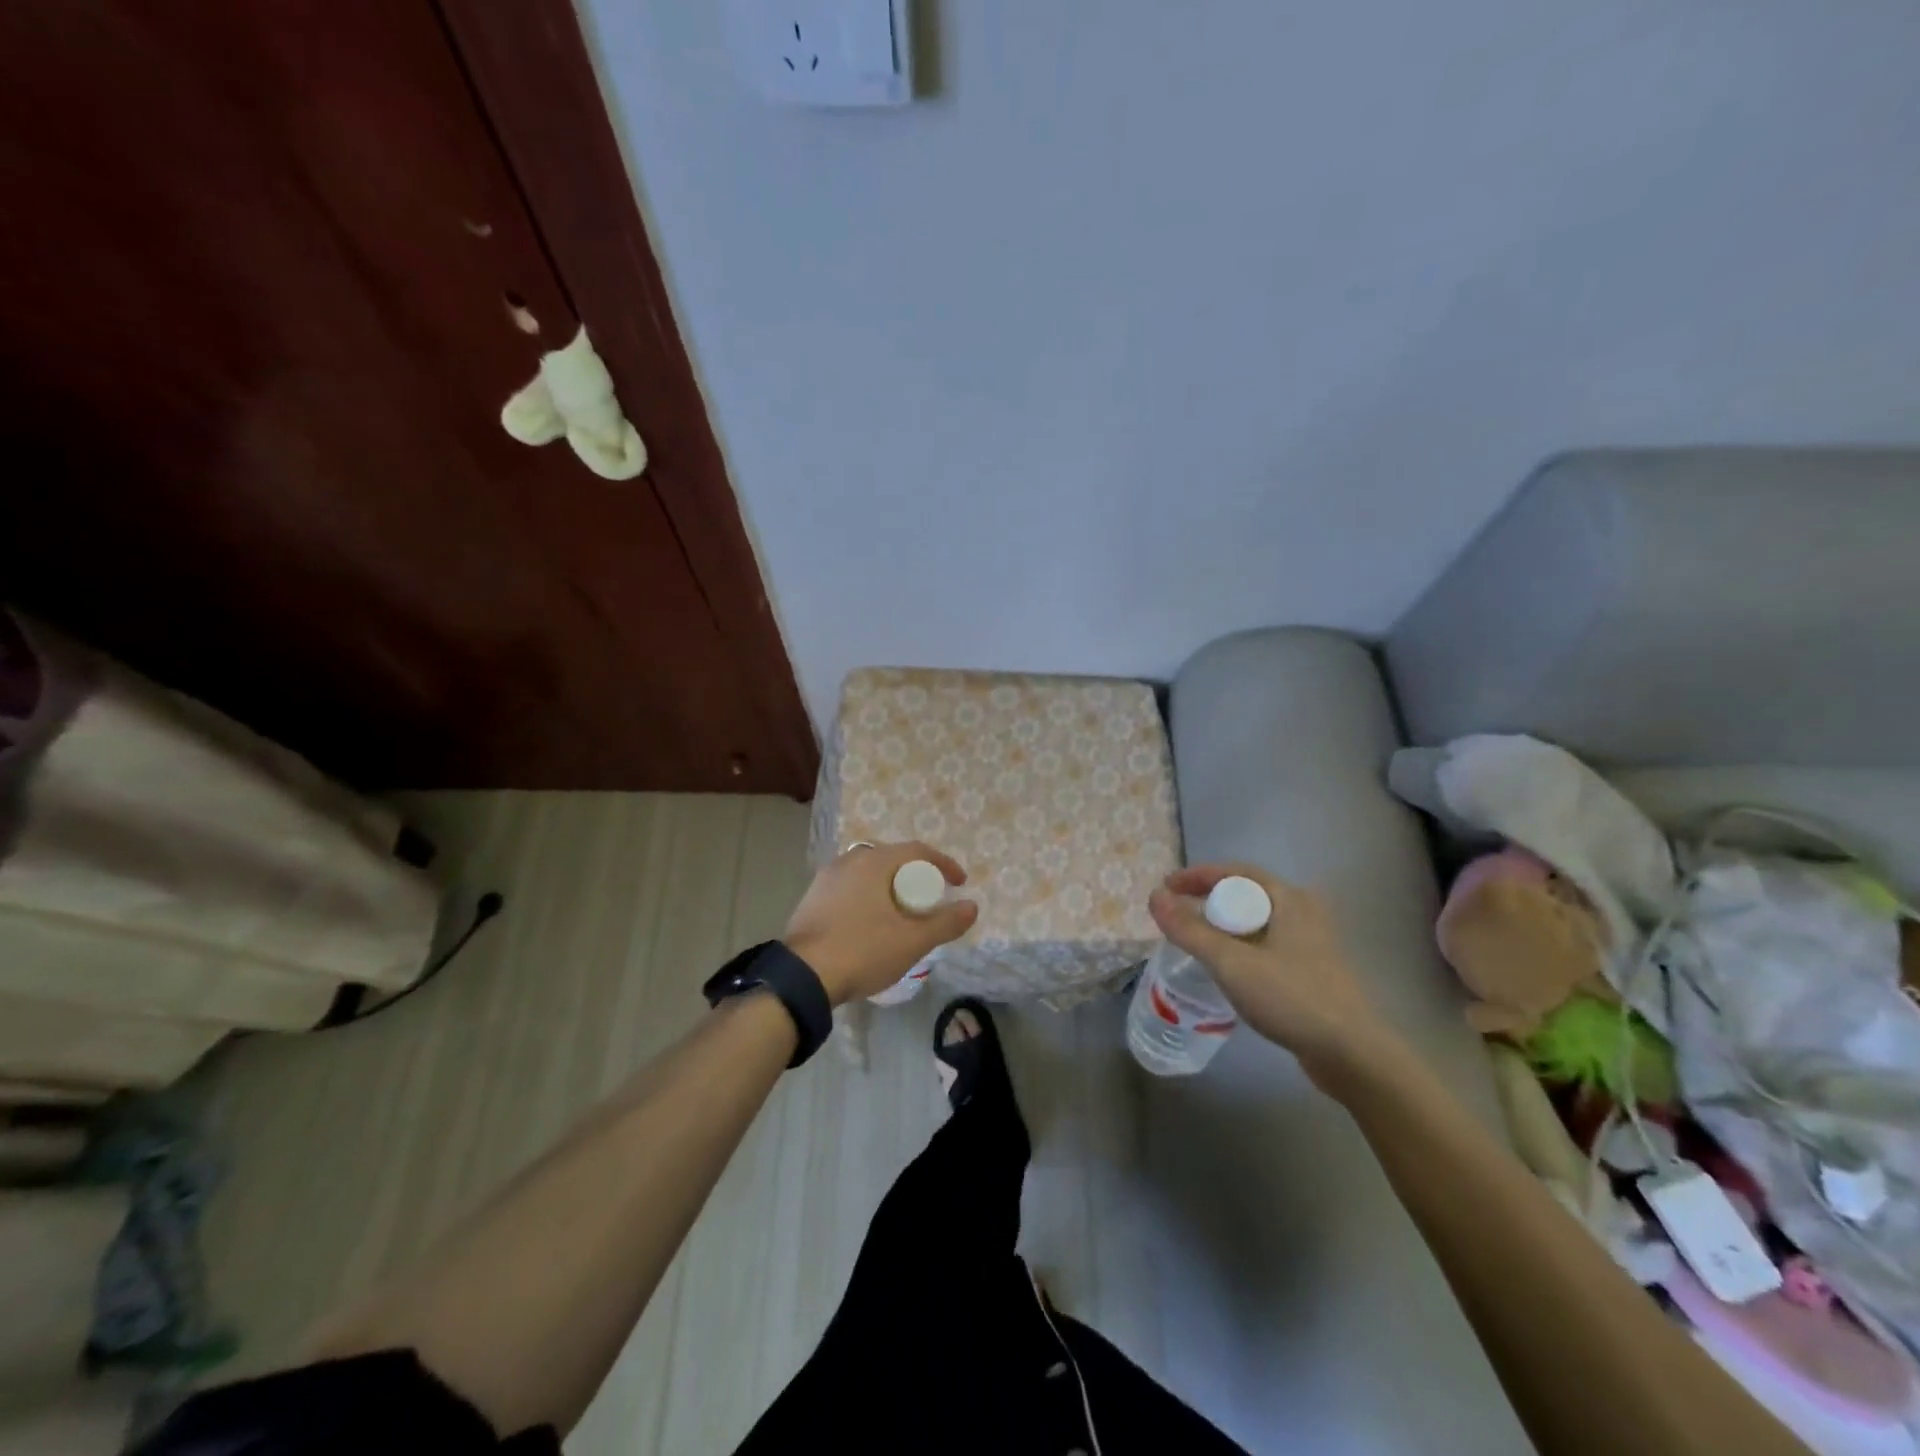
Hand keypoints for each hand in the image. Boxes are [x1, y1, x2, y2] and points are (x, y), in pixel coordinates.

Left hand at [783, 841, 978, 1005]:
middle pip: (892, 859)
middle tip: (929, 899)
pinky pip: (850, 888)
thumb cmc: (863, 951)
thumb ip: (946, 922)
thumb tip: (972, 906)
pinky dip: (868, 898)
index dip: (944, 864)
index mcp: (873, 861)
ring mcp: (825, 879)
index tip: (959, 884)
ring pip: (868, 874)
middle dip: (915, 876)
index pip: (918, 851)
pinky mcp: (811, 899)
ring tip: (901, 913)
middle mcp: (848, 860)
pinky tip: (870, 924)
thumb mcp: (913, 941)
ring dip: (890, 887)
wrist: (802, 977)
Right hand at [1148, 863, 1392, 1085]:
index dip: (1197, 876)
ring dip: (1223, 925)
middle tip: (1176, 915)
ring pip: (1256, 922)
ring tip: (1194, 940)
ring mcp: (1311, 941)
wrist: (1352, 1054)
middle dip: (1208, 900)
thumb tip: (1154, 896)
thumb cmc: (1292, 998)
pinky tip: (1226, 968)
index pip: (1234, 872)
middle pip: (1245, 894)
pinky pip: (1265, 944)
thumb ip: (1189, 929)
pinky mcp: (1312, 969)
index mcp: (1289, 898)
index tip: (1166, 887)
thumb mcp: (1231, 963)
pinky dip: (1240, 946)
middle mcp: (1303, 911)